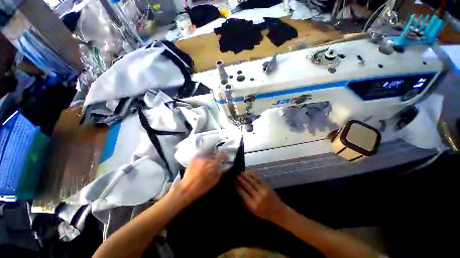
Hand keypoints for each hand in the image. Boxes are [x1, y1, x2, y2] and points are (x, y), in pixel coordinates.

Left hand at [175, 153, 226, 203]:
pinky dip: (202, 161)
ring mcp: (199, 159)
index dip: (224, 155)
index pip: (221, 156)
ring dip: (208, 160)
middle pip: (213, 156)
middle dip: (215, 160)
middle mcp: (206, 159)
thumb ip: (219, 173)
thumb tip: (221, 168)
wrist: (186, 189)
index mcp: (212, 165)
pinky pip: (200, 159)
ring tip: (206, 166)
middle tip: (214, 164)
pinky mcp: (193, 160)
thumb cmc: (201, 187)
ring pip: (207, 157)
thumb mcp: (214, 182)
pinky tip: (200, 167)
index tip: (225, 156)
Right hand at [235, 171, 287, 221]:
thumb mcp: (254, 211)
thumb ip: (247, 202)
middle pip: (247, 186)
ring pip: (252, 181)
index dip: (238, 187)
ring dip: (246, 176)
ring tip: (241, 172)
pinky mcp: (267, 186)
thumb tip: (240, 191)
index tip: (233, 181)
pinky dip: (254, 175)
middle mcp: (257, 197)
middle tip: (236, 175)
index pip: (243, 194)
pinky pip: (259, 179)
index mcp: (253, 205)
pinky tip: (250, 172)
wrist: (279, 212)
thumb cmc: (265, 213)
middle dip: (241, 180)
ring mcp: (263, 191)